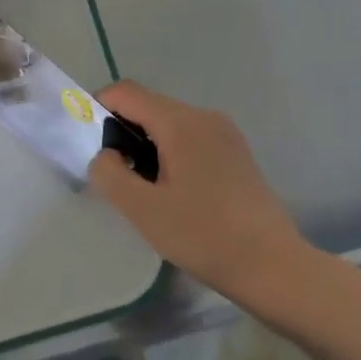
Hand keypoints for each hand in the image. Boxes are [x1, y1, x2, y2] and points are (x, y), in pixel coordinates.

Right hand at [87, 81, 315, 304]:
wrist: (272, 266)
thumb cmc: (203, 235)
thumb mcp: (142, 209)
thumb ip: (109, 174)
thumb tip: (105, 154)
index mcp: (180, 123)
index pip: (126, 93)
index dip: (98, 108)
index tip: (87, 144)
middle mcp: (204, 117)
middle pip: (148, 106)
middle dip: (122, 132)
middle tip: (114, 175)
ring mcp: (225, 133)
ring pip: (169, 123)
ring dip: (146, 145)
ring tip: (142, 189)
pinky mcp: (236, 153)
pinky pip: (190, 138)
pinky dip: (169, 153)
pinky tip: (172, 192)